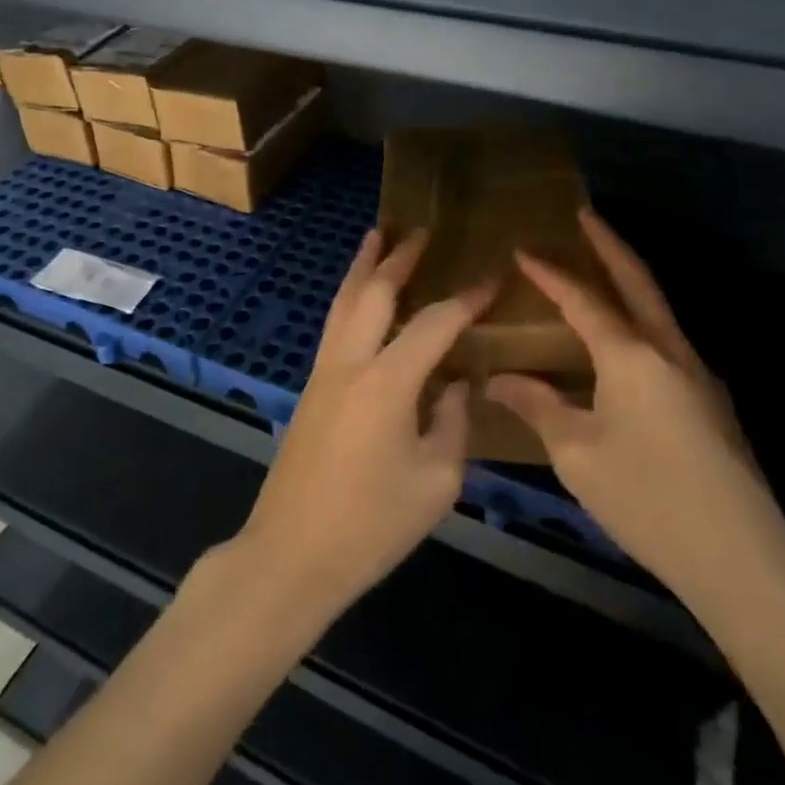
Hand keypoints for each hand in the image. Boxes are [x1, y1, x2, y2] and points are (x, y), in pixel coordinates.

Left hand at [229, 229, 495, 625]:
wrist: (292, 553)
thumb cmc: (371, 525)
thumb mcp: (436, 481)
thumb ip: (453, 422)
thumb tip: (456, 384)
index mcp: (386, 382)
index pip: (434, 323)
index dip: (467, 298)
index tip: (492, 278)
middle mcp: (350, 362)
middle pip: (373, 292)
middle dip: (399, 258)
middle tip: (421, 232)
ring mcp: (323, 372)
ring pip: (344, 302)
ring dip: (363, 267)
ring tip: (377, 237)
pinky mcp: (311, 388)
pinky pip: (335, 325)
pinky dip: (351, 298)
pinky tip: (360, 299)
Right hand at [486, 209, 784, 623]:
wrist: (742, 558)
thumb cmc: (647, 499)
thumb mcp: (577, 455)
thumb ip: (538, 407)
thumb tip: (499, 380)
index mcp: (631, 357)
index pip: (583, 299)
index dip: (550, 273)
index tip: (523, 250)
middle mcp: (669, 351)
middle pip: (638, 281)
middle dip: (609, 244)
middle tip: (585, 216)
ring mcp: (699, 375)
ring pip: (658, 308)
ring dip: (629, 279)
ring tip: (599, 267)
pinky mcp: (712, 402)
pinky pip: (667, 340)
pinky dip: (640, 318)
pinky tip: (624, 339)